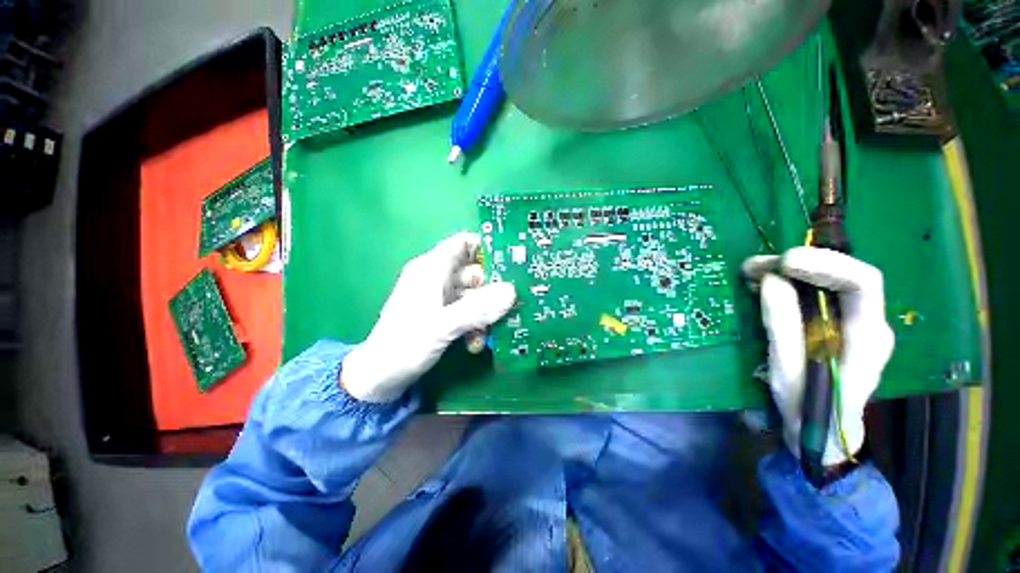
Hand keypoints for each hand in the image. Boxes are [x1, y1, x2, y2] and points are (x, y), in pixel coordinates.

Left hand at [341, 233, 516, 401]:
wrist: (380, 379)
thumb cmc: (404, 345)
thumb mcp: (442, 326)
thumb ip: (477, 309)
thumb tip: (512, 291)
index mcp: (431, 269)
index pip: (463, 244)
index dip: (487, 247)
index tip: (512, 261)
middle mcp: (436, 279)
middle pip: (474, 272)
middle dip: (492, 288)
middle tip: (512, 303)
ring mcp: (440, 298)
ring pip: (474, 295)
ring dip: (484, 312)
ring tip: (489, 333)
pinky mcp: (442, 316)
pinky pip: (468, 312)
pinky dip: (475, 324)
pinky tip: (476, 343)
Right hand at [742, 247, 894, 465]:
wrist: (824, 435)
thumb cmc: (808, 409)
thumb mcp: (788, 371)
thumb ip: (783, 325)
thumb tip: (771, 281)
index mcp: (867, 337)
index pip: (862, 283)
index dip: (825, 264)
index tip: (782, 263)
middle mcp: (868, 322)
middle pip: (842, 276)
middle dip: (798, 264)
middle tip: (753, 266)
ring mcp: (854, 322)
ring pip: (828, 281)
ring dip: (788, 272)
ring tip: (751, 272)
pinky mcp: (836, 324)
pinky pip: (816, 293)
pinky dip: (788, 283)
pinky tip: (763, 284)